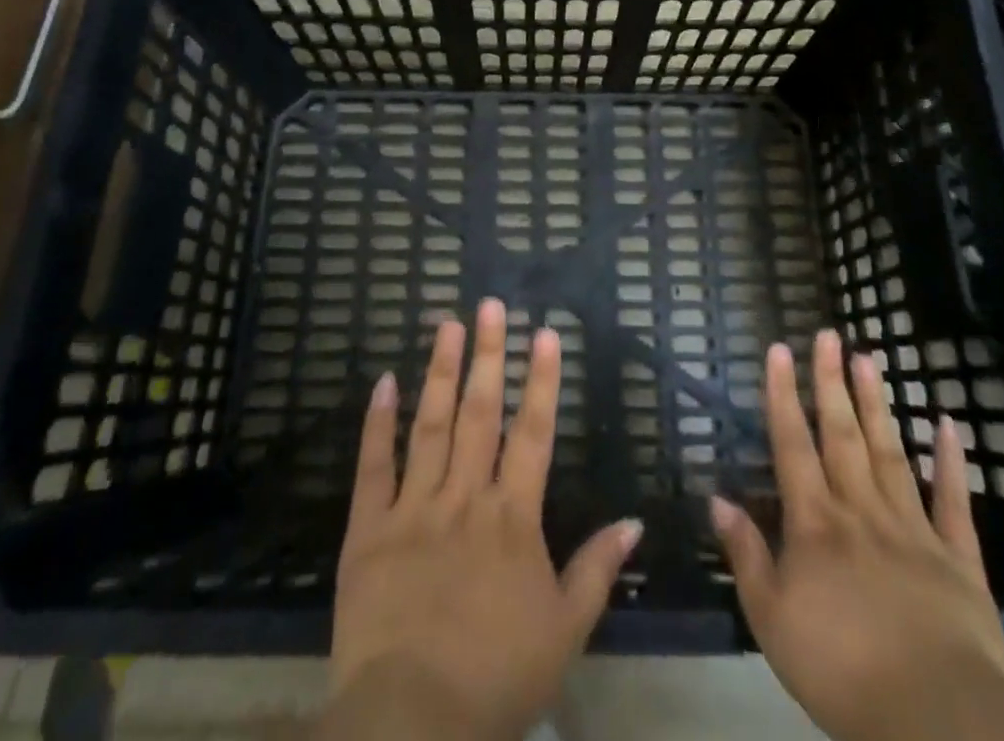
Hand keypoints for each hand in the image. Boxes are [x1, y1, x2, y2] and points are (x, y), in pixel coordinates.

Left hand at [319, 299, 642, 740]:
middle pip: (481, 413)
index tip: (544, 333)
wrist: (410, 723)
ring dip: (442, 371)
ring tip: (449, 323)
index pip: (534, 433)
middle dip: (490, 355)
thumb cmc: (496, 678)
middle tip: (491, 304)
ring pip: (431, 424)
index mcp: (512, 517)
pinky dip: (377, 422)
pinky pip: (373, 466)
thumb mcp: (565, 633)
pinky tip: (385, 380)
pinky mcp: (368, 528)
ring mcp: (414, 508)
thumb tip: (635, 521)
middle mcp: (465, 497)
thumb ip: (598, 571)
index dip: (542, 381)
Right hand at [711, 331, 1003, 740]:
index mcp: (815, 523)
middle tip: (829, 334)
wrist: (938, 718)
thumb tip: (717, 499)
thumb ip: (746, 556)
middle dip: (831, 382)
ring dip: (877, 404)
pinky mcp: (958, 558)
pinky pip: (953, 502)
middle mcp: (860, 510)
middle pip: (842, 435)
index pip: (792, 444)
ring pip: (890, 453)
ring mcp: (912, 529)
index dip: (782, 394)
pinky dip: (951, 462)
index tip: (779, 349)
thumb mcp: (771, 621)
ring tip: (869, 358)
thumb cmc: (842, 669)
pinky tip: (947, 424)